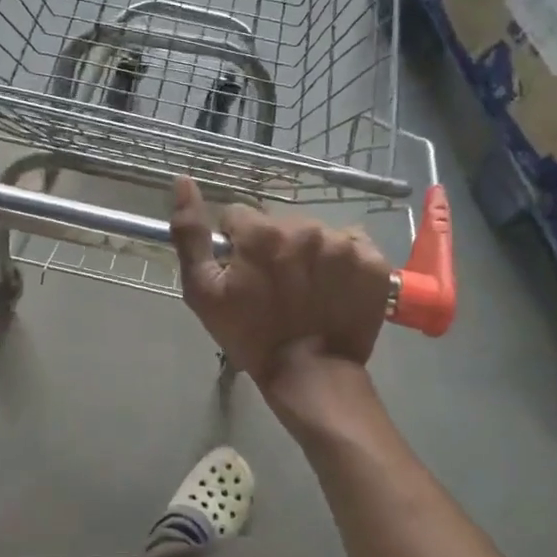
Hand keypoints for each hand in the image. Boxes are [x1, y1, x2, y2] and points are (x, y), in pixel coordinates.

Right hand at [170, 176, 390, 397]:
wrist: (310, 375)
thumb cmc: (250, 336)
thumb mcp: (203, 291)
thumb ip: (190, 234)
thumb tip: (183, 181)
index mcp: (262, 232)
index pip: (239, 216)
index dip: (236, 244)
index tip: (242, 273)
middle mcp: (306, 228)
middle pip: (279, 224)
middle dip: (273, 247)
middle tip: (274, 287)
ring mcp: (344, 244)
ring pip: (315, 234)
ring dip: (307, 254)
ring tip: (306, 291)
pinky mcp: (374, 262)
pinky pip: (351, 245)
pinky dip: (342, 263)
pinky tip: (334, 289)